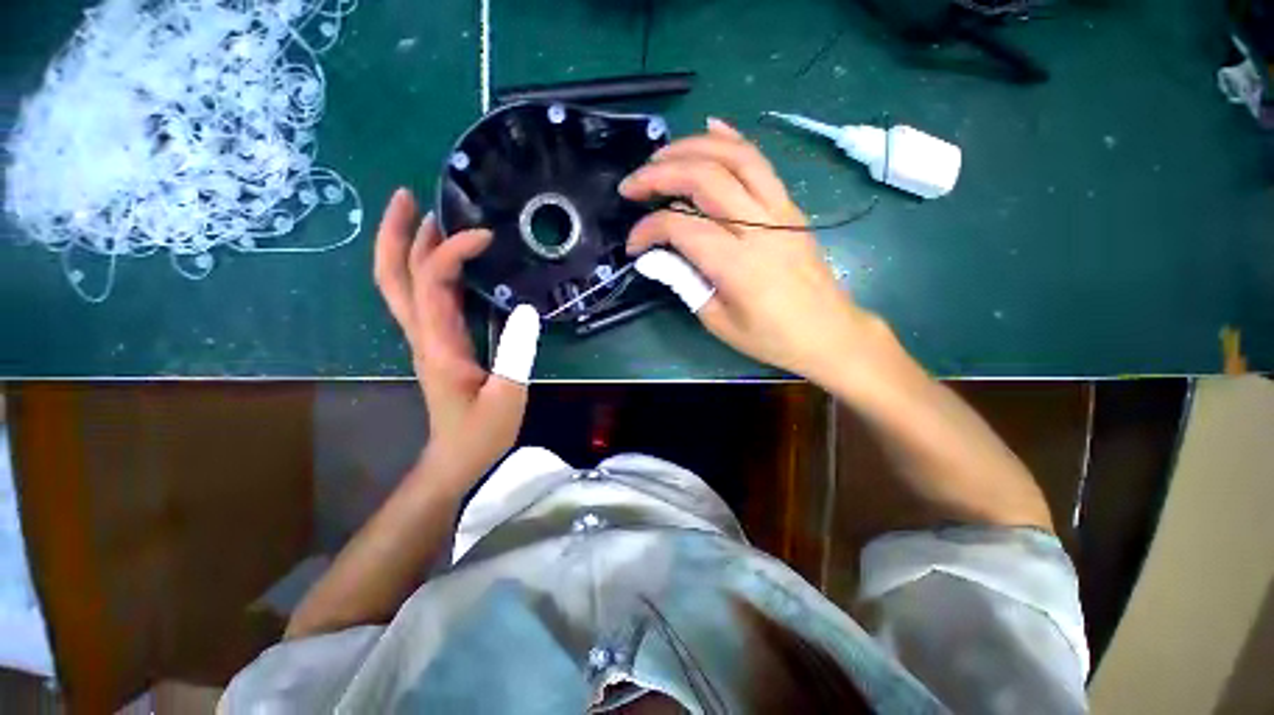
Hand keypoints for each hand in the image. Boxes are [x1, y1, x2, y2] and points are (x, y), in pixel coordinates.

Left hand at [374, 188, 540, 479]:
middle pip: (393, 275)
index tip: (485, 236)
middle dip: (396, 233)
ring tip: (424, 214)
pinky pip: (420, 297)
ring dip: (407, 246)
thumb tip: (527, 309)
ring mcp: (425, 337)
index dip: (452, 251)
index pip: (432, 282)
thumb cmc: (481, 431)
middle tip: (409, 196)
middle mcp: (422, 334)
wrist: (456, 455)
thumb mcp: (508, 396)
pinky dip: (425, 269)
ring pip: (401, 284)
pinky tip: (443, 258)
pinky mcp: (436, 342)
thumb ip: (517, 353)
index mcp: (438, 344)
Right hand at [621, 119, 889, 384]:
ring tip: (661, 154)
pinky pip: (760, 163)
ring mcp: (780, 209)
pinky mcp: (790, 205)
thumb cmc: (771, 337)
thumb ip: (684, 282)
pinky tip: (712, 127)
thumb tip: (652, 257)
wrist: (828, 331)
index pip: (679, 227)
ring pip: (734, 157)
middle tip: (632, 184)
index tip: (633, 244)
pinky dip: (732, 141)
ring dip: (692, 147)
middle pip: (704, 178)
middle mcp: (759, 226)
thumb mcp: (718, 321)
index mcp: (737, 264)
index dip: (647, 229)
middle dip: (659, 174)